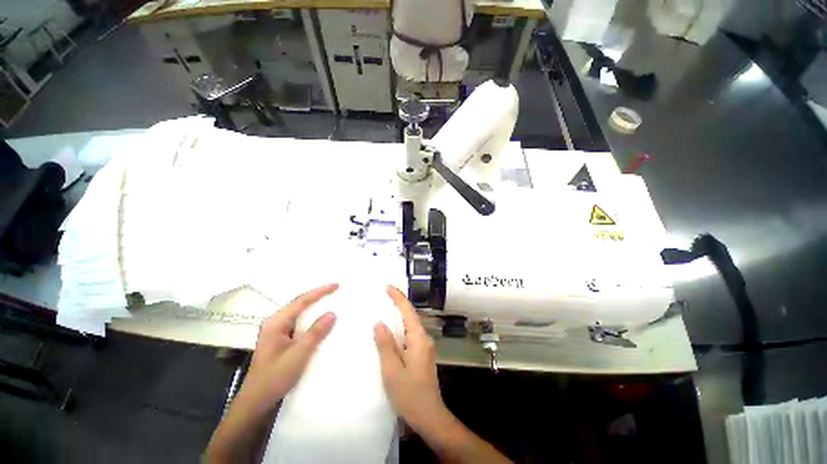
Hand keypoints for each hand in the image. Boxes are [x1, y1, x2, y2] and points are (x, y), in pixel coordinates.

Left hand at [239, 283, 338, 412]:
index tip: (336, 285)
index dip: (320, 291)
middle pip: (299, 304)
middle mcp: (276, 323)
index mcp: (276, 322)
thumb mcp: (298, 354)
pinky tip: (320, 321)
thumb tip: (332, 313)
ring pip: (299, 313)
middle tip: (335, 290)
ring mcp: (277, 332)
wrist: (257, 403)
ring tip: (330, 301)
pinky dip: (311, 319)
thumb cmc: (275, 377)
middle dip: (317, 296)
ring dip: (315, 307)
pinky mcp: (281, 340)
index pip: (301, 301)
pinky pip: (299, 323)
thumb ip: (315, 332)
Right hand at [373, 285, 450, 432]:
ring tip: (385, 308)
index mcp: (419, 339)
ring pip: (410, 326)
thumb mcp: (392, 370)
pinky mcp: (421, 355)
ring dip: (399, 316)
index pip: (408, 311)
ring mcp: (424, 347)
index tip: (388, 287)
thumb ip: (386, 345)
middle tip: (384, 295)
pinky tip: (391, 331)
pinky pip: (409, 335)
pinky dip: (400, 328)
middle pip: (411, 316)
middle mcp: (424, 339)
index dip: (398, 298)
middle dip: (399, 304)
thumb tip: (379, 323)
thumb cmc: (410, 395)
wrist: (430, 417)